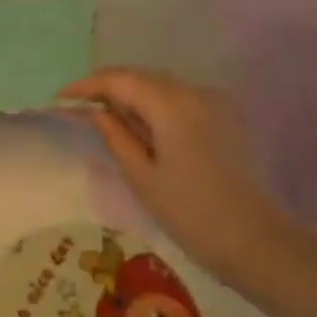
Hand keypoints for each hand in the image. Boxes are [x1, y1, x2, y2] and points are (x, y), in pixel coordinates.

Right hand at [60, 68, 292, 282]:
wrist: (255, 240)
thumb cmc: (190, 213)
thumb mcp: (142, 175)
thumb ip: (115, 135)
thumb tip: (94, 111)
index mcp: (171, 105)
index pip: (121, 80)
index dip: (88, 85)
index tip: (62, 97)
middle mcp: (194, 92)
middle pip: (142, 76)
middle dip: (109, 87)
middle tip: (80, 106)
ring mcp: (214, 102)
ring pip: (162, 85)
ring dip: (132, 94)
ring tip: (107, 116)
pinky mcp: (225, 116)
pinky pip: (180, 98)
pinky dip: (155, 104)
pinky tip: (142, 126)